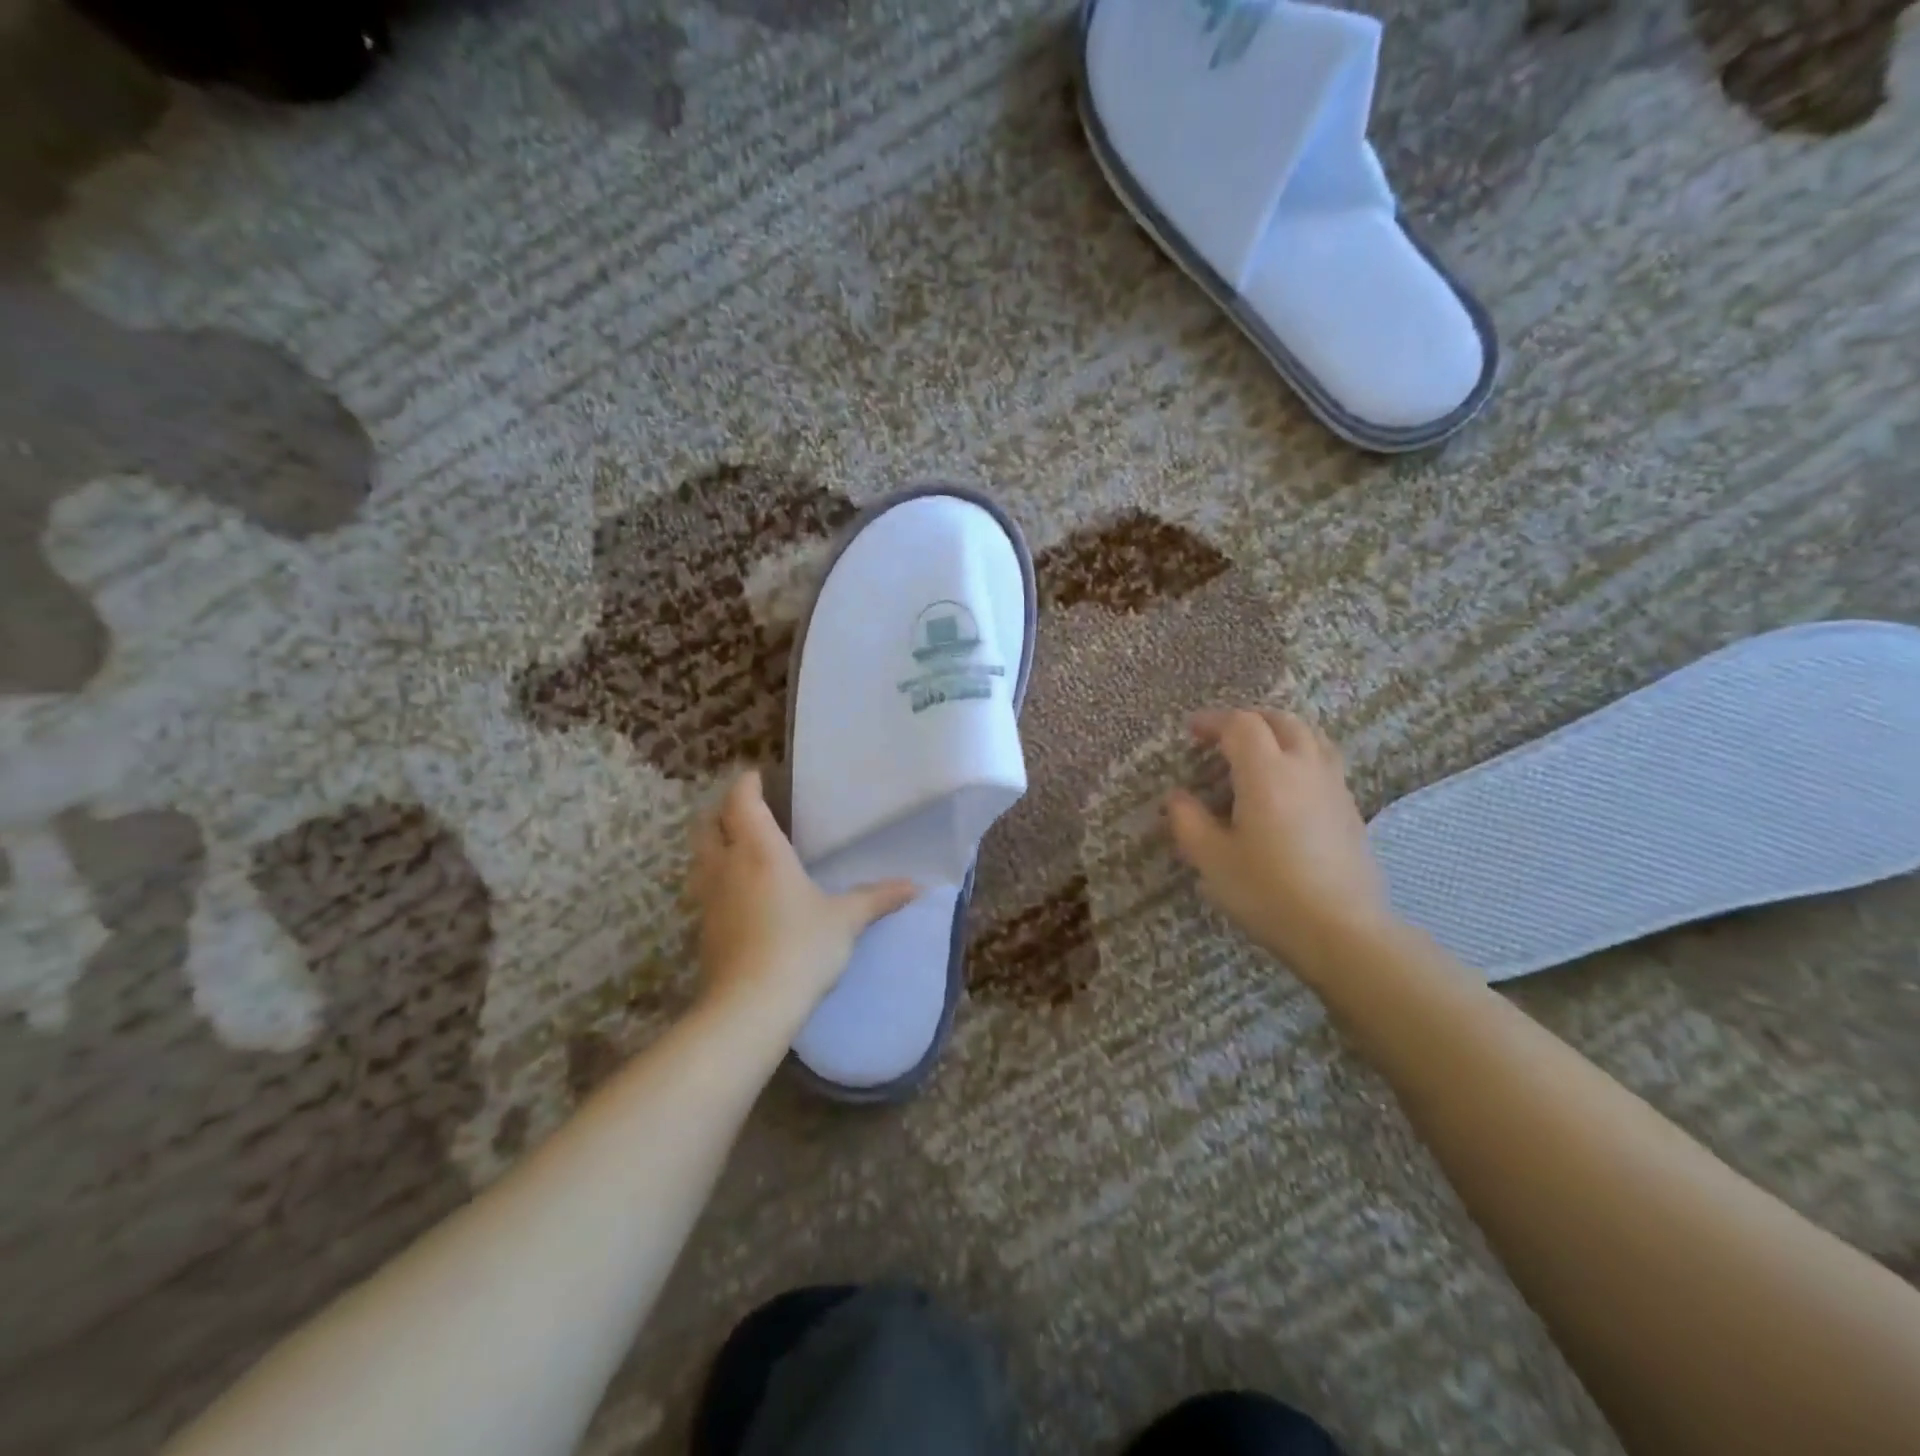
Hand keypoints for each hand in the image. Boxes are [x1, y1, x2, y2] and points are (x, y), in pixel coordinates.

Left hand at [689, 771, 917, 1022]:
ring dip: (714, 843)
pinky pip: (703, 887)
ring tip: (739, 846)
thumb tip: (917, 886)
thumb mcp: (845, 920)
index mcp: (760, 850)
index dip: (746, 784)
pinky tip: (738, 892)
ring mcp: (709, 897)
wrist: (750, 1005)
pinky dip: (715, 877)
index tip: (757, 776)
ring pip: (699, 856)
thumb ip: (877, 898)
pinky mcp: (703, 927)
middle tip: (746, 809)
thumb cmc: (801, 947)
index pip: (741, 801)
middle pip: (708, 824)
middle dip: (722, 810)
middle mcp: (727, 865)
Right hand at [1167, 708, 1395, 978]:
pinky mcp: (1350, 809)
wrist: (1342, 930)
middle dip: (1249, 720)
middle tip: (1223, 738)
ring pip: (1310, 737)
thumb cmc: (1267, 891)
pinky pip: (1323, 763)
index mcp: (1265, 772)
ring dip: (1279, 734)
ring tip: (1258, 754)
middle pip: (1281, 721)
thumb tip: (1177, 797)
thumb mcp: (1212, 859)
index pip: (1240, 725)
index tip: (1192, 732)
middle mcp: (1304, 767)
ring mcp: (1333, 786)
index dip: (1213, 721)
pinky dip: (1300, 757)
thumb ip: (1188, 821)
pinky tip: (1286, 788)